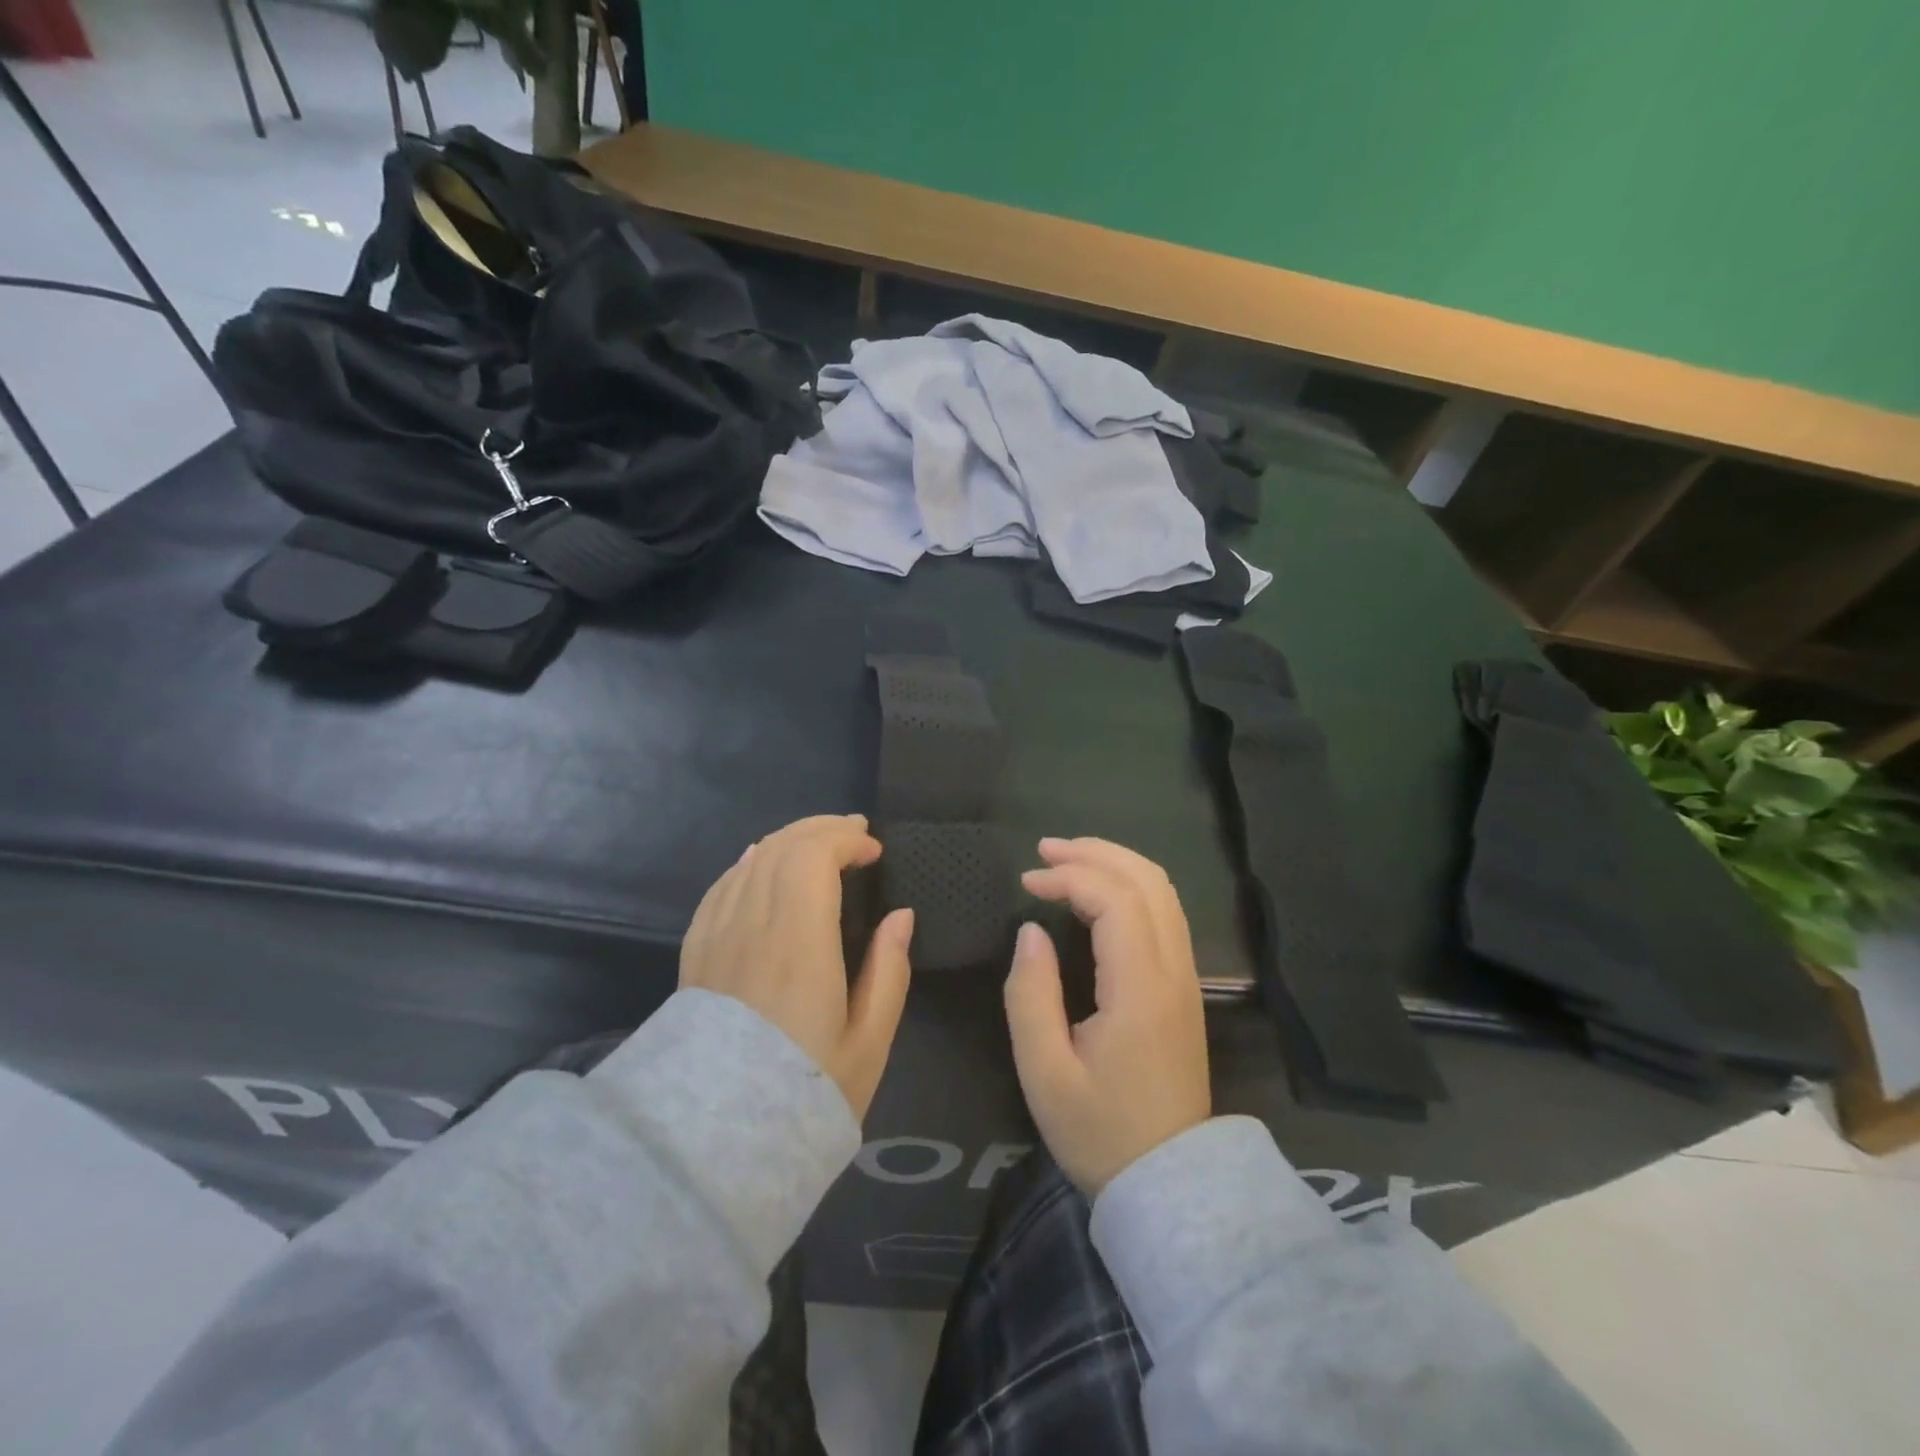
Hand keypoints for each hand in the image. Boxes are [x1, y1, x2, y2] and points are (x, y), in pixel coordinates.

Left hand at [680, 815, 913, 1120]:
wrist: (712, 1141)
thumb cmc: (803, 1091)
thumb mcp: (868, 1043)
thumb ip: (889, 972)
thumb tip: (901, 916)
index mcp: (799, 943)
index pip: (813, 858)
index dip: (846, 841)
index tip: (874, 852)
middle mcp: (753, 925)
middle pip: (781, 848)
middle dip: (821, 829)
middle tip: (854, 833)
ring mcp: (717, 935)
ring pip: (751, 861)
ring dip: (788, 840)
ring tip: (818, 842)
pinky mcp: (696, 951)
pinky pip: (722, 886)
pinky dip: (749, 863)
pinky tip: (759, 861)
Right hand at [1005, 837, 1211, 1196]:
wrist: (1170, 1185)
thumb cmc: (1100, 1133)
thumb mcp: (1044, 1073)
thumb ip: (1030, 995)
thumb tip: (1031, 932)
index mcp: (1140, 990)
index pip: (1115, 900)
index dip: (1069, 877)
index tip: (1026, 883)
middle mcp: (1173, 972)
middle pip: (1148, 881)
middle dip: (1095, 853)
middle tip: (1045, 850)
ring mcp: (1186, 978)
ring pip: (1163, 892)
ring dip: (1116, 864)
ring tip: (1068, 860)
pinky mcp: (1185, 988)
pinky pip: (1166, 914)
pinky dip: (1130, 888)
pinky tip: (1098, 894)